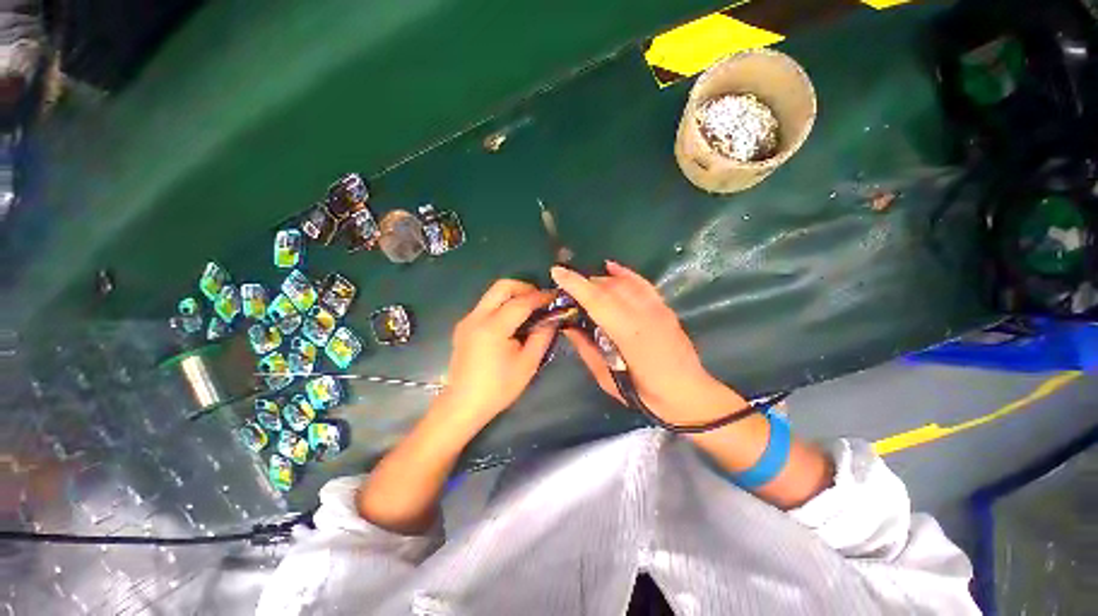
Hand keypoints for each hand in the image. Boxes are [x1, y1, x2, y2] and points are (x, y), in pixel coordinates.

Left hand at [437, 279, 556, 428]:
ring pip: (492, 294)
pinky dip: (502, 305)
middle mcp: (476, 317)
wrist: (462, 405)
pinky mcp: (463, 326)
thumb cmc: (497, 388)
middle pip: (501, 286)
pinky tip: (511, 322)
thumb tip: (551, 319)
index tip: (555, 296)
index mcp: (493, 327)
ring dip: (512, 296)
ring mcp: (467, 320)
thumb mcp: (527, 365)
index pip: (521, 302)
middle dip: (524, 287)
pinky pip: (485, 306)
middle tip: (539, 300)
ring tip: (529, 310)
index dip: (541, 296)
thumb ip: (542, 337)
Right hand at [551, 261, 745, 424]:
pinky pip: (641, 282)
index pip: (598, 301)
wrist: (689, 394)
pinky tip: (610, 267)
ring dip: (599, 281)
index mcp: (629, 335)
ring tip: (584, 287)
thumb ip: (587, 349)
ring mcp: (657, 308)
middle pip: (609, 288)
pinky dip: (624, 273)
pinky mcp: (664, 307)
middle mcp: (645, 314)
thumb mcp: (608, 378)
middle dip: (584, 283)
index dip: (575, 284)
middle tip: (566, 292)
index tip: (556, 271)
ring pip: (623, 283)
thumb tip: (568, 327)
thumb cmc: (646, 394)